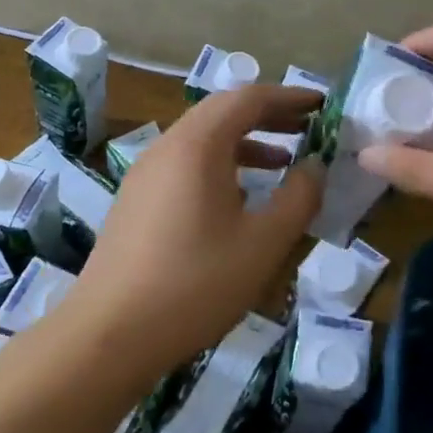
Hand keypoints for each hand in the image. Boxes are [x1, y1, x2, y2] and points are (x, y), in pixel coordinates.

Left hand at [73, 85, 323, 369]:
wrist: (110, 334)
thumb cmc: (195, 283)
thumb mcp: (263, 243)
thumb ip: (299, 197)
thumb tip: (315, 165)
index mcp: (197, 145)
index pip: (248, 98)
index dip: (289, 97)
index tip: (322, 105)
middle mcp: (167, 147)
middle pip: (222, 112)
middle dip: (268, 116)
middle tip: (307, 127)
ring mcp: (145, 174)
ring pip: (202, 140)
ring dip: (245, 142)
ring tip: (282, 161)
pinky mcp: (136, 201)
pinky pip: (185, 165)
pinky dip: (220, 165)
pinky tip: (240, 199)